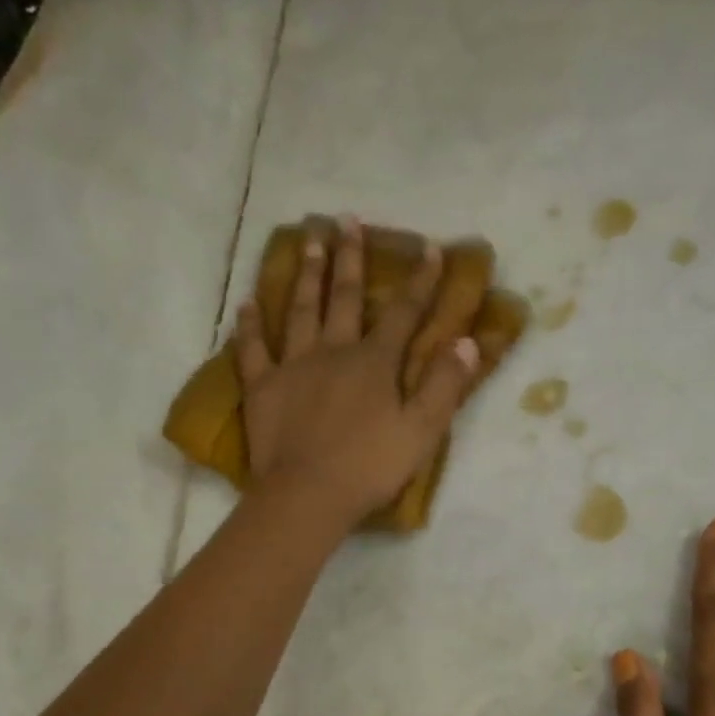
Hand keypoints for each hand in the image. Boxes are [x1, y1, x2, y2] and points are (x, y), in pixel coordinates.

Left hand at [237, 217, 479, 528]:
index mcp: (374, 363)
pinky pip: (252, 350)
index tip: (430, 248)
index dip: (420, 281)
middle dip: (350, 258)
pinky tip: (247, 303)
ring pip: (300, 311)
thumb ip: (445, 385)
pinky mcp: (262, 388)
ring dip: (307, 274)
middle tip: (347, 219)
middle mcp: (333, 352)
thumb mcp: (421, 431)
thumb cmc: (369, 467)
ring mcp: (293, 367)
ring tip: (308, 239)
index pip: (403, 313)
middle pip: (343, 298)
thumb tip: (467, 342)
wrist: (307, 495)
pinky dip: (249, 325)